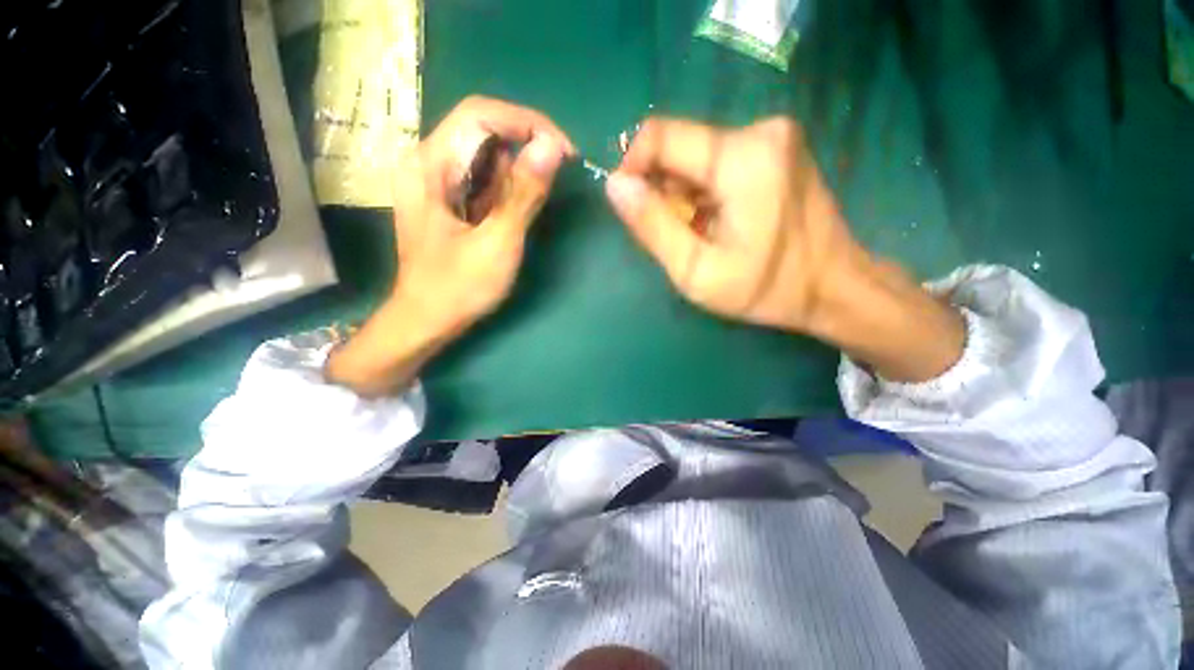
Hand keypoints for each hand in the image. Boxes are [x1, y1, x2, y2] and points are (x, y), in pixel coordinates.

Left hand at [326, 97, 574, 395]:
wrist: (427, 321)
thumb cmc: (459, 288)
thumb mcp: (497, 242)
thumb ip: (523, 194)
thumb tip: (552, 147)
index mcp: (429, 165)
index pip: (481, 115)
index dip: (527, 123)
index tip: (564, 151)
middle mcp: (427, 162)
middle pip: (482, 130)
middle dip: (526, 146)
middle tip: (558, 174)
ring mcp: (435, 180)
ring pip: (485, 155)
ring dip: (517, 171)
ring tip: (533, 203)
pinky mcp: (447, 198)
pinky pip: (482, 177)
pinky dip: (506, 188)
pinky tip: (513, 213)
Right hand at [606, 116, 963, 381]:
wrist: (834, 287)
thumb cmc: (766, 288)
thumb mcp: (697, 271)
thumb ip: (652, 227)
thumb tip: (614, 185)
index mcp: (741, 158)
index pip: (660, 136)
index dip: (632, 167)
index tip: (630, 207)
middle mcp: (760, 130)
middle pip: (679, 148)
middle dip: (663, 191)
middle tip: (676, 235)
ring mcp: (773, 136)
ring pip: (696, 157)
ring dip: (684, 196)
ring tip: (701, 234)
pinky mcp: (777, 148)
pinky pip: (718, 162)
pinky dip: (704, 192)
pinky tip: (719, 222)